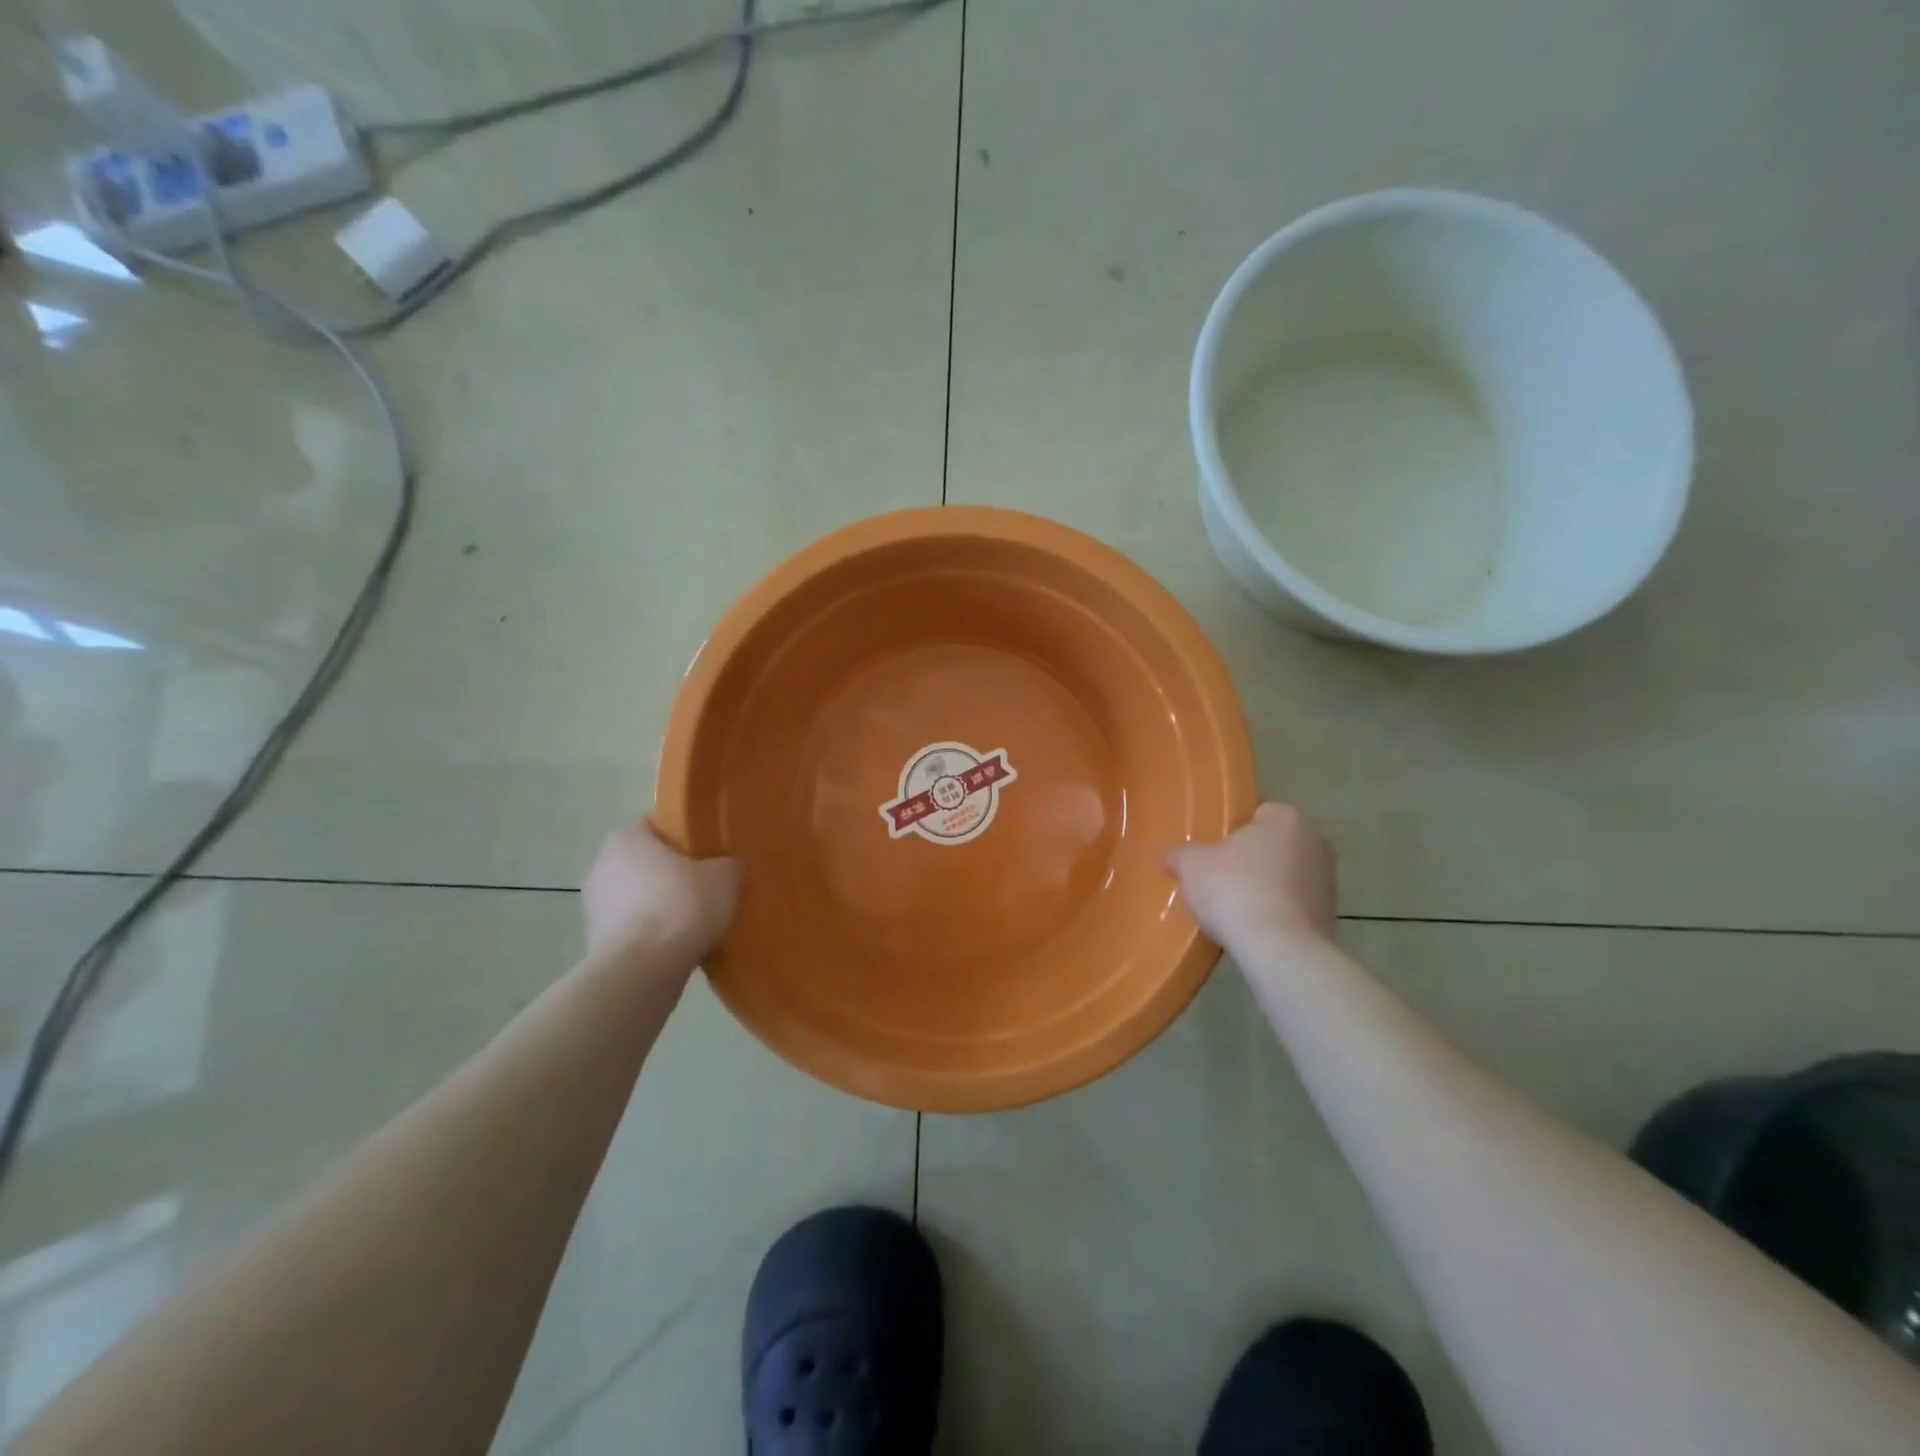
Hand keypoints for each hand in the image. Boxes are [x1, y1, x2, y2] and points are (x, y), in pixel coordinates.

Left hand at [582, 823, 737, 964]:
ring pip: (639, 897)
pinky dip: (652, 933)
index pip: (659, 825)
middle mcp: (602, 865)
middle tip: (707, 885)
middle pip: (647, 862)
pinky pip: (633, 928)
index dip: (687, 837)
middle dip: (673, 874)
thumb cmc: (681, 907)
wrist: (642, 970)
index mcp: (627, 837)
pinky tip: (678, 945)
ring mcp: (594, 906)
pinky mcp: (595, 942)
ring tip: (696, 920)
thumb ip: (727, 864)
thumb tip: (726, 866)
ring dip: (661, 906)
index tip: (709, 852)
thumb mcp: (724, 877)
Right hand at [1165, 802, 1336, 951]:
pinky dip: (1277, 913)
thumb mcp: (1191, 865)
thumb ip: (1181, 853)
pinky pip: (1294, 906)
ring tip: (1235, 909)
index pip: (1258, 814)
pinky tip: (1254, 928)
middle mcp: (1315, 842)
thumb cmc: (1235, 891)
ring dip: (1265, 887)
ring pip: (1285, 876)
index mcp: (1286, 819)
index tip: (1214, 853)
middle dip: (1250, 860)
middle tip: (1220, 879)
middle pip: (1273, 845)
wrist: (1280, 950)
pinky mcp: (1330, 915)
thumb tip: (1174, 856)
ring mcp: (1328, 881)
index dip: (1232, 833)